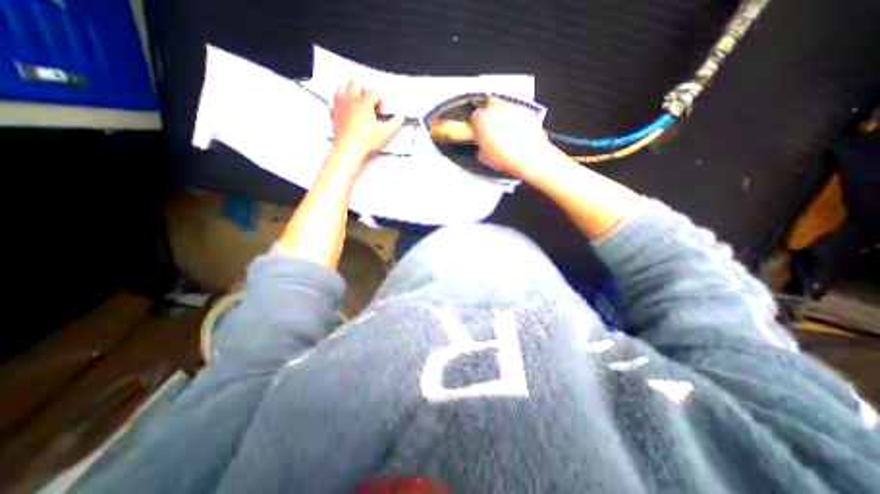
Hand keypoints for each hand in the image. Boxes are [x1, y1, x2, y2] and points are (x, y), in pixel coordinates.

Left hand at [327, 81, 403, 160]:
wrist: (349, 149)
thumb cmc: (364, 142)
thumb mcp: (386, 134)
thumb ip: (396, 124)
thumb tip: (400, 118)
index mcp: (364, 102)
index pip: (374, 93)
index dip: (380, 102)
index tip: (381, 113)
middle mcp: (351, 100)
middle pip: (357, 84)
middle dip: (365, 92)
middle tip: (370, 104)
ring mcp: (340, 105)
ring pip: (343, 87)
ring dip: (350, 91)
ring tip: (357, 100)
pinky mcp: (333, 113)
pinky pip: (332, 99)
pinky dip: (337, 99)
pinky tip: (342, 104)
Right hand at [468, 97, 547, 177]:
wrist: (528, 156)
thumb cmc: (504, 157)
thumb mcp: (484, 157)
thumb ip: (481, 146)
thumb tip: (483, 146)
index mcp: (481, 119)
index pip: (475, 117)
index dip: (477, 126)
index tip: (479, 133)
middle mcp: (495, 108)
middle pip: (490, 109)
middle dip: (491, 119)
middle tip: (493, 134)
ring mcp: (512, 108)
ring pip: (504, 110)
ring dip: (504, 119)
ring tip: (507, 136)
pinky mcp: (526, 111)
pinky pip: (518, 114)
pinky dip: (517, 121)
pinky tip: (518, 135)